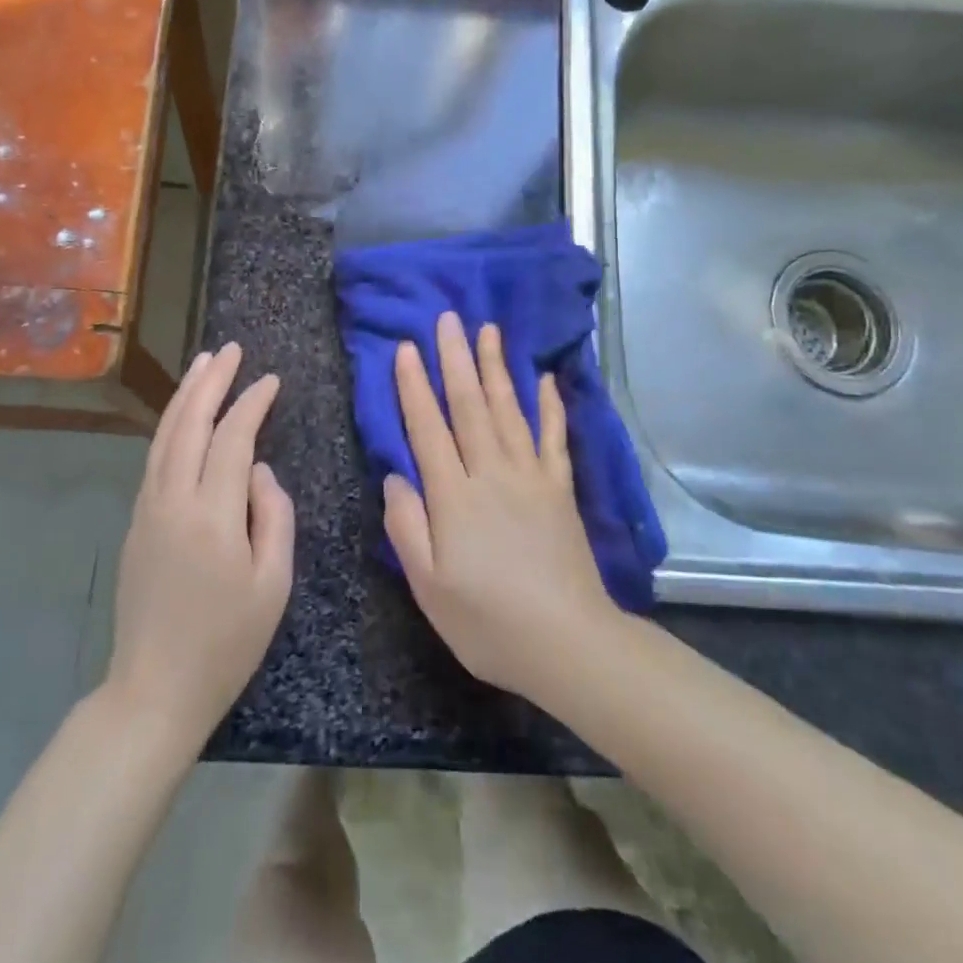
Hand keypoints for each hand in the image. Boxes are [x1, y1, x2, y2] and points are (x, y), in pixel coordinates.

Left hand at [106, 343, 293, 746]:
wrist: (154, 687)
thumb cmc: (227, 643)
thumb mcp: (273, 584)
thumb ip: (273, 516)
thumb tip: (258, 471)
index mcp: (212, 516)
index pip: (233, 439)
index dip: (252, 404)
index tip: (272, 380)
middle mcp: (173, 500)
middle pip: (190, 424)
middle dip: (211, 382)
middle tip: (230, 350)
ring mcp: (148, 509)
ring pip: (165, 436)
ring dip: (185, 396)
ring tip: (204, 364)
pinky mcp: (136, 522)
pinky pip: (155, 458)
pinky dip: (171, 426)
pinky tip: (183, 416)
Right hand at [384, 312, 619, 699]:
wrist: (568, 643)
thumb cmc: (488, 621)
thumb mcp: (428, 586)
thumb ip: (406, 526)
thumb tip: (394, 475)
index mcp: (454, 497)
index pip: (428, 428)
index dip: (415, 387)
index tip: (407, 347)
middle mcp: (491, 473)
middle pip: (469, 406)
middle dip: (456, 359)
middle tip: (448, 319)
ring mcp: (531, 477)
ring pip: (508, 410)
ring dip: (496, 368)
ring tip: (488, 330)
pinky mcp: (560, 489)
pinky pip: (553, 437)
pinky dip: (550, 405)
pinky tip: (545, 379)